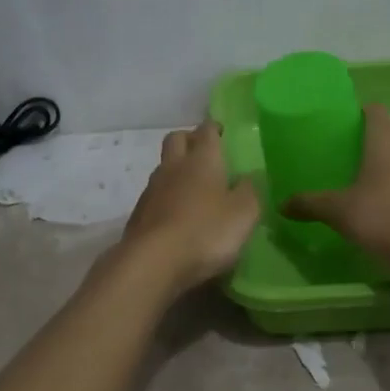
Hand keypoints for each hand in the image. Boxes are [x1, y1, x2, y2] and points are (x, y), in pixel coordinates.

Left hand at [123, 122, 261, 290]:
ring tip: (193, 186)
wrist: (153, 262)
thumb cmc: (206, 232)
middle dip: (189, 139)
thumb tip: (248, 177)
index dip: (214, 128)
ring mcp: (152, 190)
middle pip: (176, 139)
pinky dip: (167, 197)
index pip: (206, 131)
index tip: (222, 131)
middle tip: (204, 150)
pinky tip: (177, 214)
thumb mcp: (244, 213)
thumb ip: (250, 191)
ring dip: (177, 169)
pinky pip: (155, 195)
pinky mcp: (139, 214)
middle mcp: (174, 167)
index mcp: (202, 160)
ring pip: (164, 167)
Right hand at [283, 105, 389, 268]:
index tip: (346, 131)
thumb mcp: (338, 212)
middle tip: (355, 159)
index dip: (360, 115)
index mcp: (386, 139)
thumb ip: (309, 204)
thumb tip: (281, 205)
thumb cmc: (381, 219)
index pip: (375, 110)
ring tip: (377, 183)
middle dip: (377, 139)